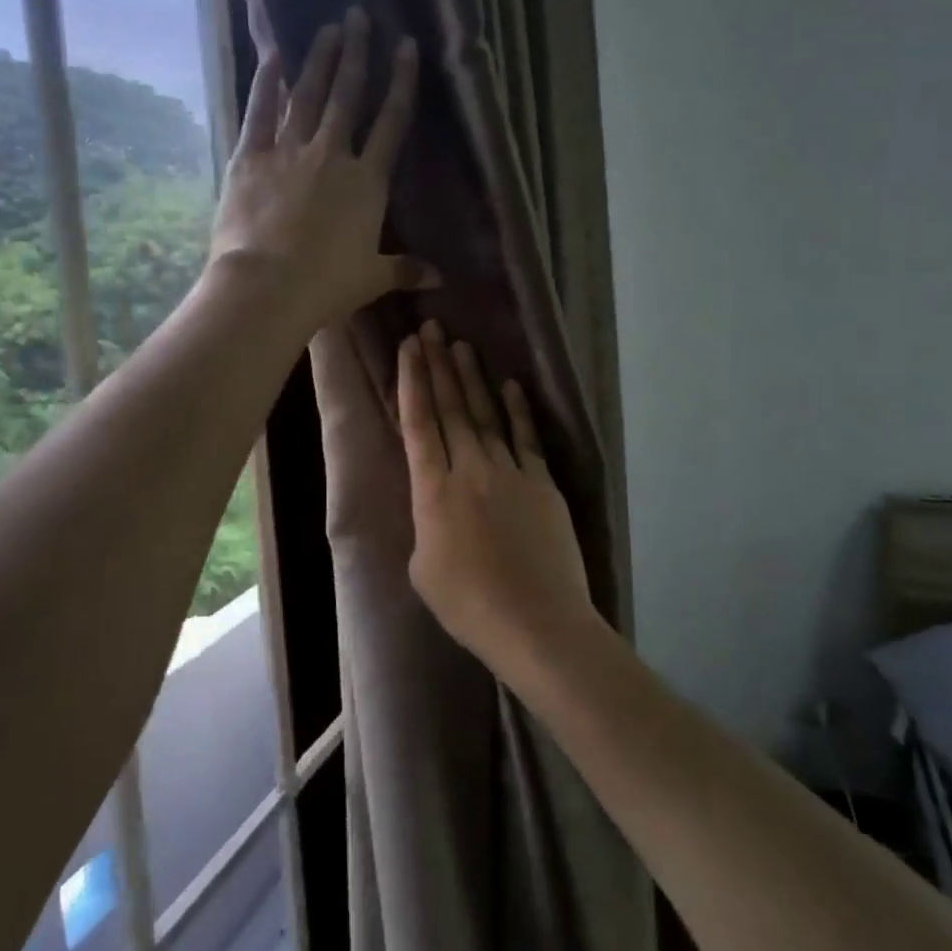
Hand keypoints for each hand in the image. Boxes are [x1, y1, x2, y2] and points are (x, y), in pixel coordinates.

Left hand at [210, 7, 436, 332]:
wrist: (267, 286)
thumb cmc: (327, 284)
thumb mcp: (373, 277)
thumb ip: (407, 269)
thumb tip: (441, 278)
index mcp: (367, 181)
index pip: (391, 121)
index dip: (401, 81)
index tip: (405, 45)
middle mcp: (331, 154)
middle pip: (348, 95)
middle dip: (356, 53)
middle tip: (357, 15)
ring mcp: (289, 151)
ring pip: (307, 95)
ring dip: (319, 59)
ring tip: (327, 28)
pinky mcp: (250, 157)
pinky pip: (259, 112)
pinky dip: (265, 83)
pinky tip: (272, 55)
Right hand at [397, 320, 600, 672]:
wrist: (536, 622)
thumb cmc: (469, 605)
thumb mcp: (424, 569)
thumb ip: (426, 525)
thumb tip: (437, 507)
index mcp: (432, 491)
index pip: (418, 423)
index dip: (412, 382)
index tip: (409, 348)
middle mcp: (469, 469)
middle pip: (451, 408)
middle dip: (438, 366)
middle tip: (432, 328)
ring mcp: (510, 472)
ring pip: (487, 415)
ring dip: (473, 378)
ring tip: (462, 345)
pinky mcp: (542, 483)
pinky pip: (526, 437)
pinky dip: (518, 409)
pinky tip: (510, 384)